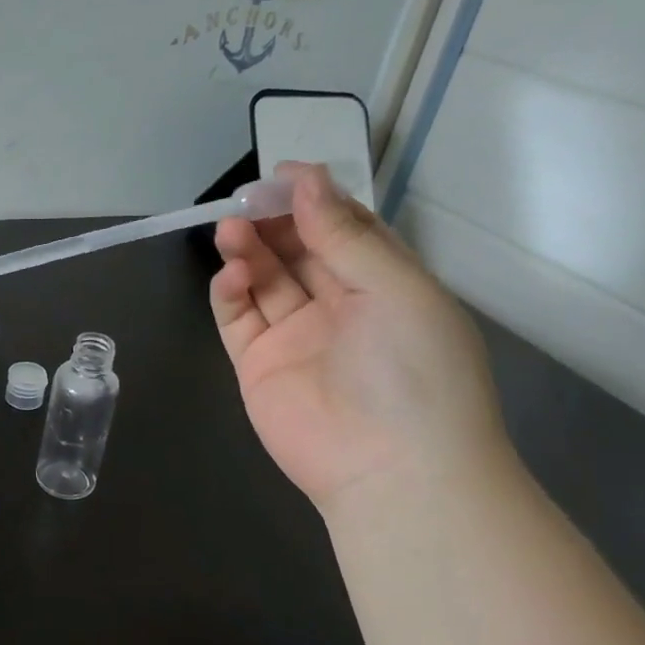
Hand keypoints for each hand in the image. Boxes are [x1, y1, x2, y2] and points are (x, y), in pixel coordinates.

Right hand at [210, 163, 512, 515]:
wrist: (392, 469)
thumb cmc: (414, 370)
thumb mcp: (396, 290)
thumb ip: (345, 236)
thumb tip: (307, 181)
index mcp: (384, 285)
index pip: (344, 229)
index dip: (314, 199)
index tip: (282, 175)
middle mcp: (339, 307)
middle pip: (297, 250)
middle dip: (273, 221)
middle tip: (246, 200)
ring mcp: (295, 337)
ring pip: (264, 279)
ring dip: (247, 250)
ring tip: (231, 231)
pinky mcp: (257, 365)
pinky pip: (238, 318)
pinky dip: (229, 292)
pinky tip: (231, 275)